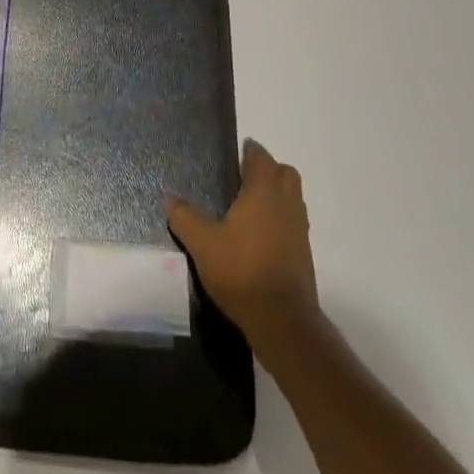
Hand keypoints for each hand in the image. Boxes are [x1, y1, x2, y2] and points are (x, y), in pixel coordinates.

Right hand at [167, 138, 318, 346]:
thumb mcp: (203, 244)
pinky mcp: (304, 253)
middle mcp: (286, 203)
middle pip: (284, 173)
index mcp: (263, 192)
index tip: (235, 155)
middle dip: (268, 170)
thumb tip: (169, 198)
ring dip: (277, 195)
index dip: (249, 152)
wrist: (283, 321)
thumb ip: (185, 218)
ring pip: (293, 198)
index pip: (261, 158)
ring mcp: (300, 229)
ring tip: (250, 208)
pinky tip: (260, 237)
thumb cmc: (242, 271)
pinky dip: (281, 220)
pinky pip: (294, 222)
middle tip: (244, 179)